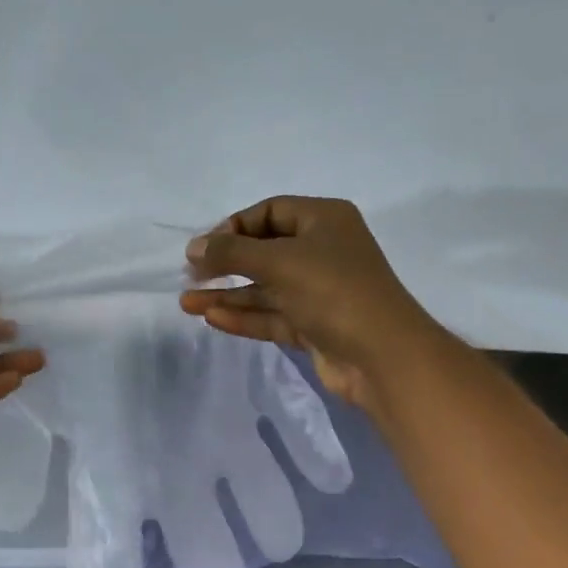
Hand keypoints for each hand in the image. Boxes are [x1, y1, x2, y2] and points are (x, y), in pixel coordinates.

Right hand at [180, 196, 443, 413]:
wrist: (380, 354)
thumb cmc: (332, 291)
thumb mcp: (279, 261)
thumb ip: (231, 253)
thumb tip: (193, 247)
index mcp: (324, 220)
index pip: (270, 212)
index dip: (234, 226)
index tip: (204, 248)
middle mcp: (322, 252)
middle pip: (264, 251)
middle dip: (226, 264)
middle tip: (190, 275)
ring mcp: (318, 292)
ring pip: (264, 289)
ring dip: (227, 295)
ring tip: (186, 302)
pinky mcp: (313, 327)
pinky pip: (272, 316)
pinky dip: (244, 316)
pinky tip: (212, 318)